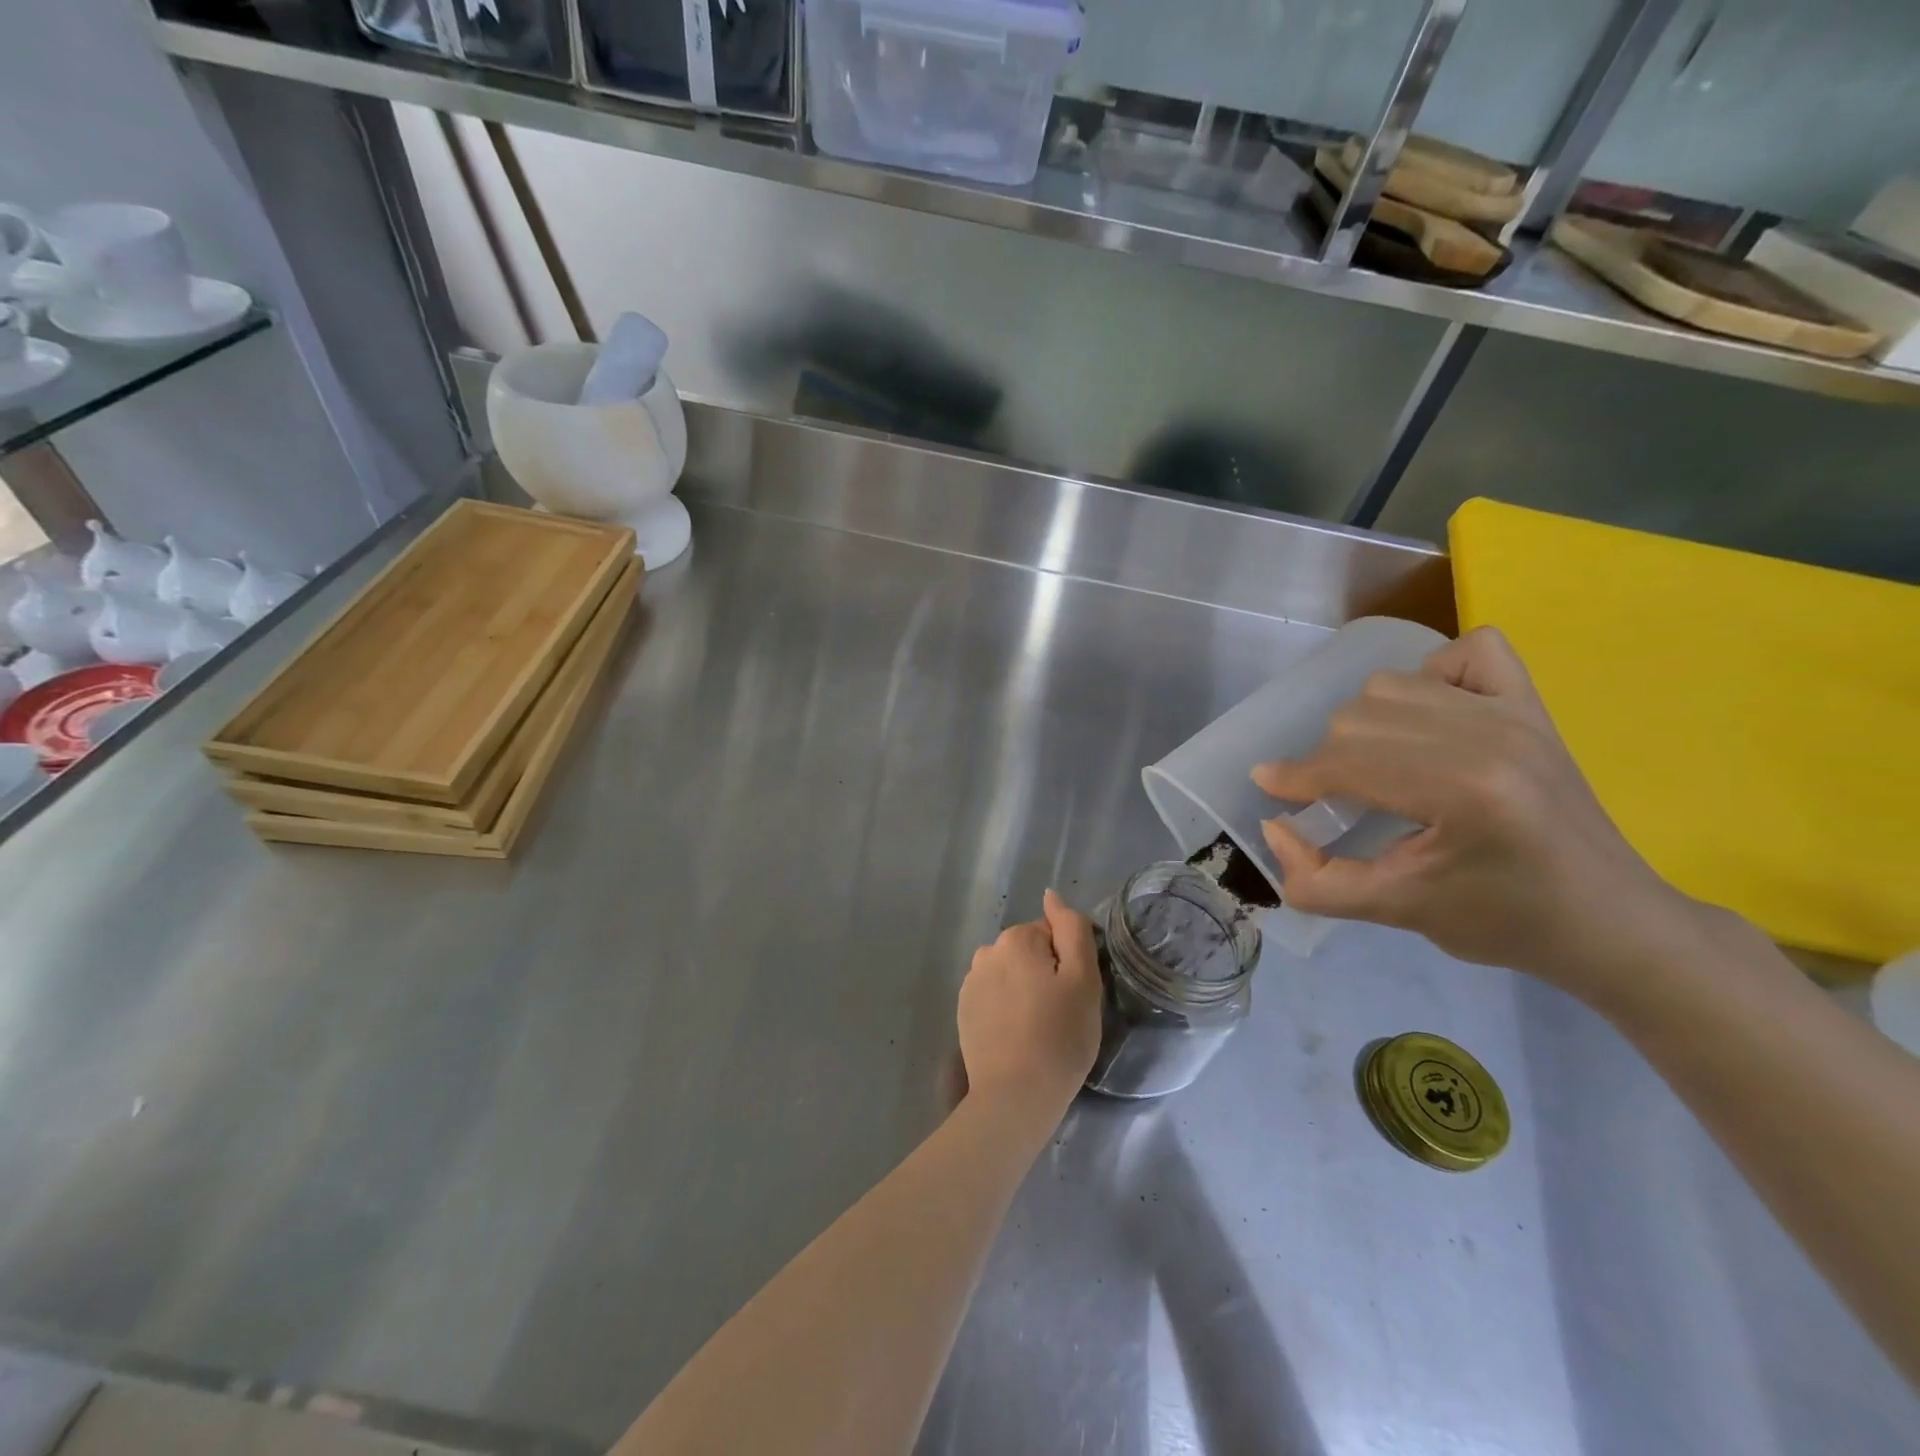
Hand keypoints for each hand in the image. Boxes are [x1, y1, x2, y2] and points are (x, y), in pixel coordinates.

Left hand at [958, 890, 1102, 1112]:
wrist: (1015, 1096)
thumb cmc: (1059, 1036)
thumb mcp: (1084, 979)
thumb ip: (1071, 929)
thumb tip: (1052, 896)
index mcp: (1016, 939)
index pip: (1053, 934)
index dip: (1069, 963)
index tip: (1075, 994)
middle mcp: (986, 952)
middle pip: (1030, 953)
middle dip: (1046, 975)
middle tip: (1061, 1014)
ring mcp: (970, 983)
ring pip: (1011, 975)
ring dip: (1025, 991)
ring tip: (1039, 1030)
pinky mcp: (963, 1011)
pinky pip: (995, 997)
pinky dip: (1007, 1009)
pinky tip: (1017, 1037)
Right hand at [1252, 627, 1702, 1000]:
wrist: (1608, 921)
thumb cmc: (1503, 922)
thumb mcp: (1397, 914)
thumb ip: (1318, 881)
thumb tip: (1273, 828)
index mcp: (1462, 792)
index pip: (1348, 762)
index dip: (1296, 777)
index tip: (1268, 787)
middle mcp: (1488, 736)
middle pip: (1359, 717)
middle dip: (1328, 759)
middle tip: (1333, 796)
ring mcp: (1514, 712)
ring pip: (1392, 684)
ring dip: (1365, 722)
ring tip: (1377, 763)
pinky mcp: (1531, 704)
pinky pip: (1467, 651)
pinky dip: (1431, 672)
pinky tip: (1429, 714)